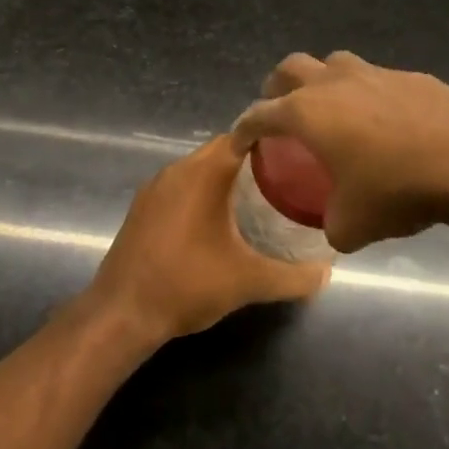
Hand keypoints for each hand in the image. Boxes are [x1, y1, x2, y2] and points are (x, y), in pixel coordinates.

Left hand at [88, 137, 330, 342]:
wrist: (121, 313)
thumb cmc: (187, 284)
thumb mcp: (248, 282)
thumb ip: (293, 277)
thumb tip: (326, 273)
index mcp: (204, 172)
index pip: (243, 135)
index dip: (272, 141)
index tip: (298, 155)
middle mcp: (177, 169)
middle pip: (222, 151)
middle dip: (253, 162)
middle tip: (287, 181)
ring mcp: (155, 188)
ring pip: (199, 169)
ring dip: (225, 179)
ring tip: (258, 200)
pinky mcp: (142, 208)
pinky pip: (180, 187)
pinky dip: (202, 194)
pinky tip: (217, 222)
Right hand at [233, 51, 448, 253]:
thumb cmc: (399, 189)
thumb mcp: (353, 225)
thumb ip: (333, 224)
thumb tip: (335, 225)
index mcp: (308, 113)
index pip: (260, 114)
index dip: (244, 128)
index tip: (239, 141)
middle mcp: (335, 83)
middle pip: (291, 68)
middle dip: (277, 87)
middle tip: (279, 112)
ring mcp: (375, 73)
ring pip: (334, 63)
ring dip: (322, 80)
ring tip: (330, 109)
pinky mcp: (411, 76)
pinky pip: (376, 78)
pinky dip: (367, 93)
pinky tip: (384, 121)